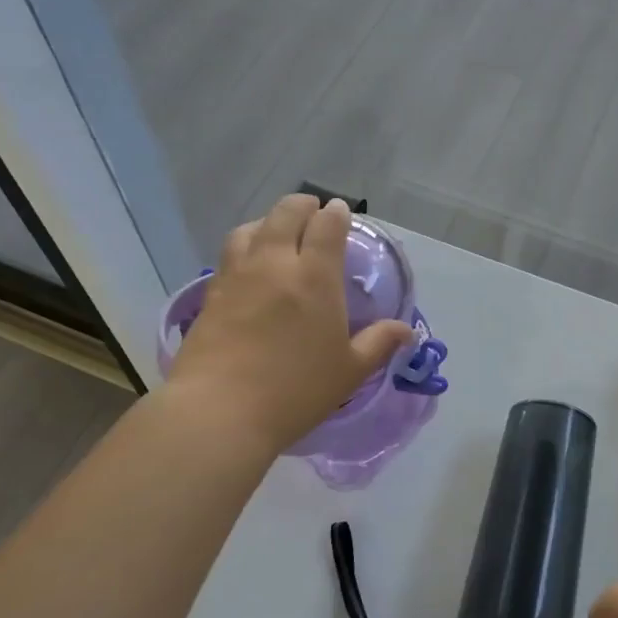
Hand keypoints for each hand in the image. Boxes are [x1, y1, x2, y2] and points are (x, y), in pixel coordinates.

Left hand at [166, 195, 413, 453]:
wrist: (219, 411)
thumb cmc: (295, 391)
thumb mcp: (349, 371)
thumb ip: (379, 343)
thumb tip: (406, 330)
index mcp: (315, 277)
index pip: (327, 225)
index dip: (336, 213)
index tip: (340, 212)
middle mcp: (275, 264)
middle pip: (286, 213)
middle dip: (303, 205)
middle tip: (313, 213)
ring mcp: (238, 275)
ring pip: (251, 228)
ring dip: (269, 221)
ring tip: (278, 232)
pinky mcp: (212, 292)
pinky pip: (230, 254)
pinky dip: (245, 245)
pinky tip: (250, 265)